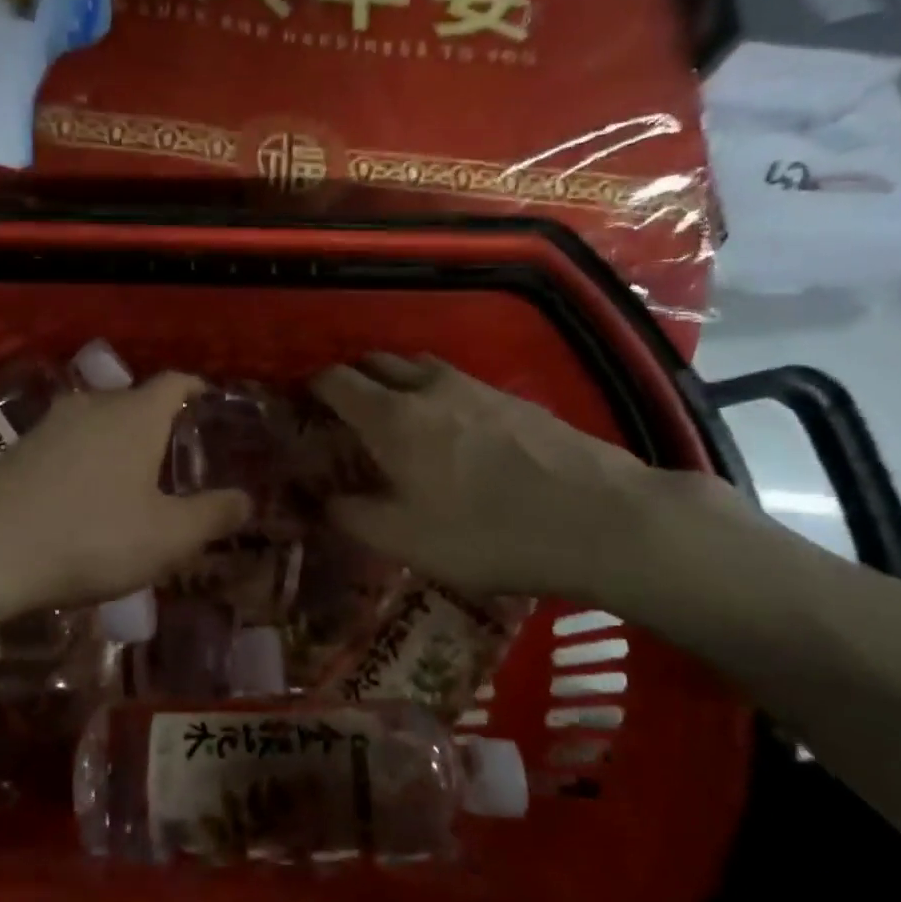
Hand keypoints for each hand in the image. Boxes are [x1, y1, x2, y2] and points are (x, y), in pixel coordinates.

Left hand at [0, 372, 251, 615]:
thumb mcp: (169, 537)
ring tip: (129, 482)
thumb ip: (213, 515)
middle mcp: (93, 406)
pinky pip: (66, 444)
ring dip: (116, 444)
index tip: (208, 405)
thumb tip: (246, 499)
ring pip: (96, 422)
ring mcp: (49, 424)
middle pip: (134, 401)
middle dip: (156, 424)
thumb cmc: (93, 536)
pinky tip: (82, 498)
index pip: (175, 381)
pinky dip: (83, 460)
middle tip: (173, 459)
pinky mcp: (17, 448)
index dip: (195, 389)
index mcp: (137, 415)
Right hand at [311, 353, 734, 605]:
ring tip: (397, 418)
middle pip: (376, 362)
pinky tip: (453, 433)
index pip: (335, 380)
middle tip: (345, 415)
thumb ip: (353, 516)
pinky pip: (456, 383)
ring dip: (397, 382)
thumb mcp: (404, 539)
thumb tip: (322, 500)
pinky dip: (436, 395)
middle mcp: (427, 387)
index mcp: (391, 416)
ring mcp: (475, 386)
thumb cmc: (486, 532)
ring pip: (419, 367)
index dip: (312, 388)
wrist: (599, 518)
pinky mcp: (513, 398)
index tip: (301, 406)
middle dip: (353, 379)